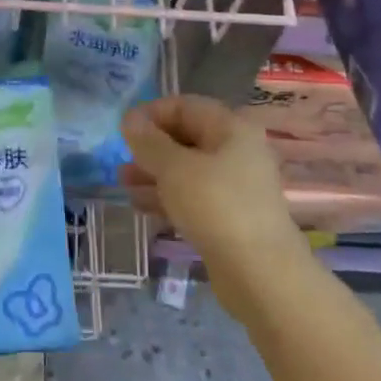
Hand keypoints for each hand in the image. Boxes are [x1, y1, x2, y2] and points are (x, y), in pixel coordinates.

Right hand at [120, 96, 306, 319]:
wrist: (260, 274)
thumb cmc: (216, 206)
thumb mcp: (175, 168)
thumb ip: (149, 141)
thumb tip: (130, 119)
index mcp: (231, 128)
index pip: (185, 106)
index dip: (151, 113)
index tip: (123, 130)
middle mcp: (236, 151)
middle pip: (186, 137)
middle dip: (150, 146)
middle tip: (121, 158)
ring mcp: (234, 186)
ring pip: (187, 169)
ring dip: (154, 173)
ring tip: (122, 183)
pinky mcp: (229, 217)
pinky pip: (192, 196)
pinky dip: (167, 197)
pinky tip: (140, 206)